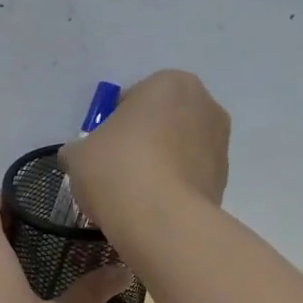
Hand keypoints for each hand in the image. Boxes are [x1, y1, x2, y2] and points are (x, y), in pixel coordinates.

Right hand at [56, 69, 228, 237]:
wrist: (160, 220)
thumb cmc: (117, 170)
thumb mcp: (78, 154)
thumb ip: (79, 148)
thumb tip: (80, 156)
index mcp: (168, 83)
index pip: (131, 100)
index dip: (111, 126)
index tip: (100, 152)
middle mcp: (204, 103)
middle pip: (161, 122)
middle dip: (141, 142)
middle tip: (116, 172)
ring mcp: (220, 143)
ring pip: (178, 150)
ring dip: (160, 165)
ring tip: (134, 196)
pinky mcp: (224, 179)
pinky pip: (189, 177)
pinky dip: (173, 188)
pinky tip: (152, 209)